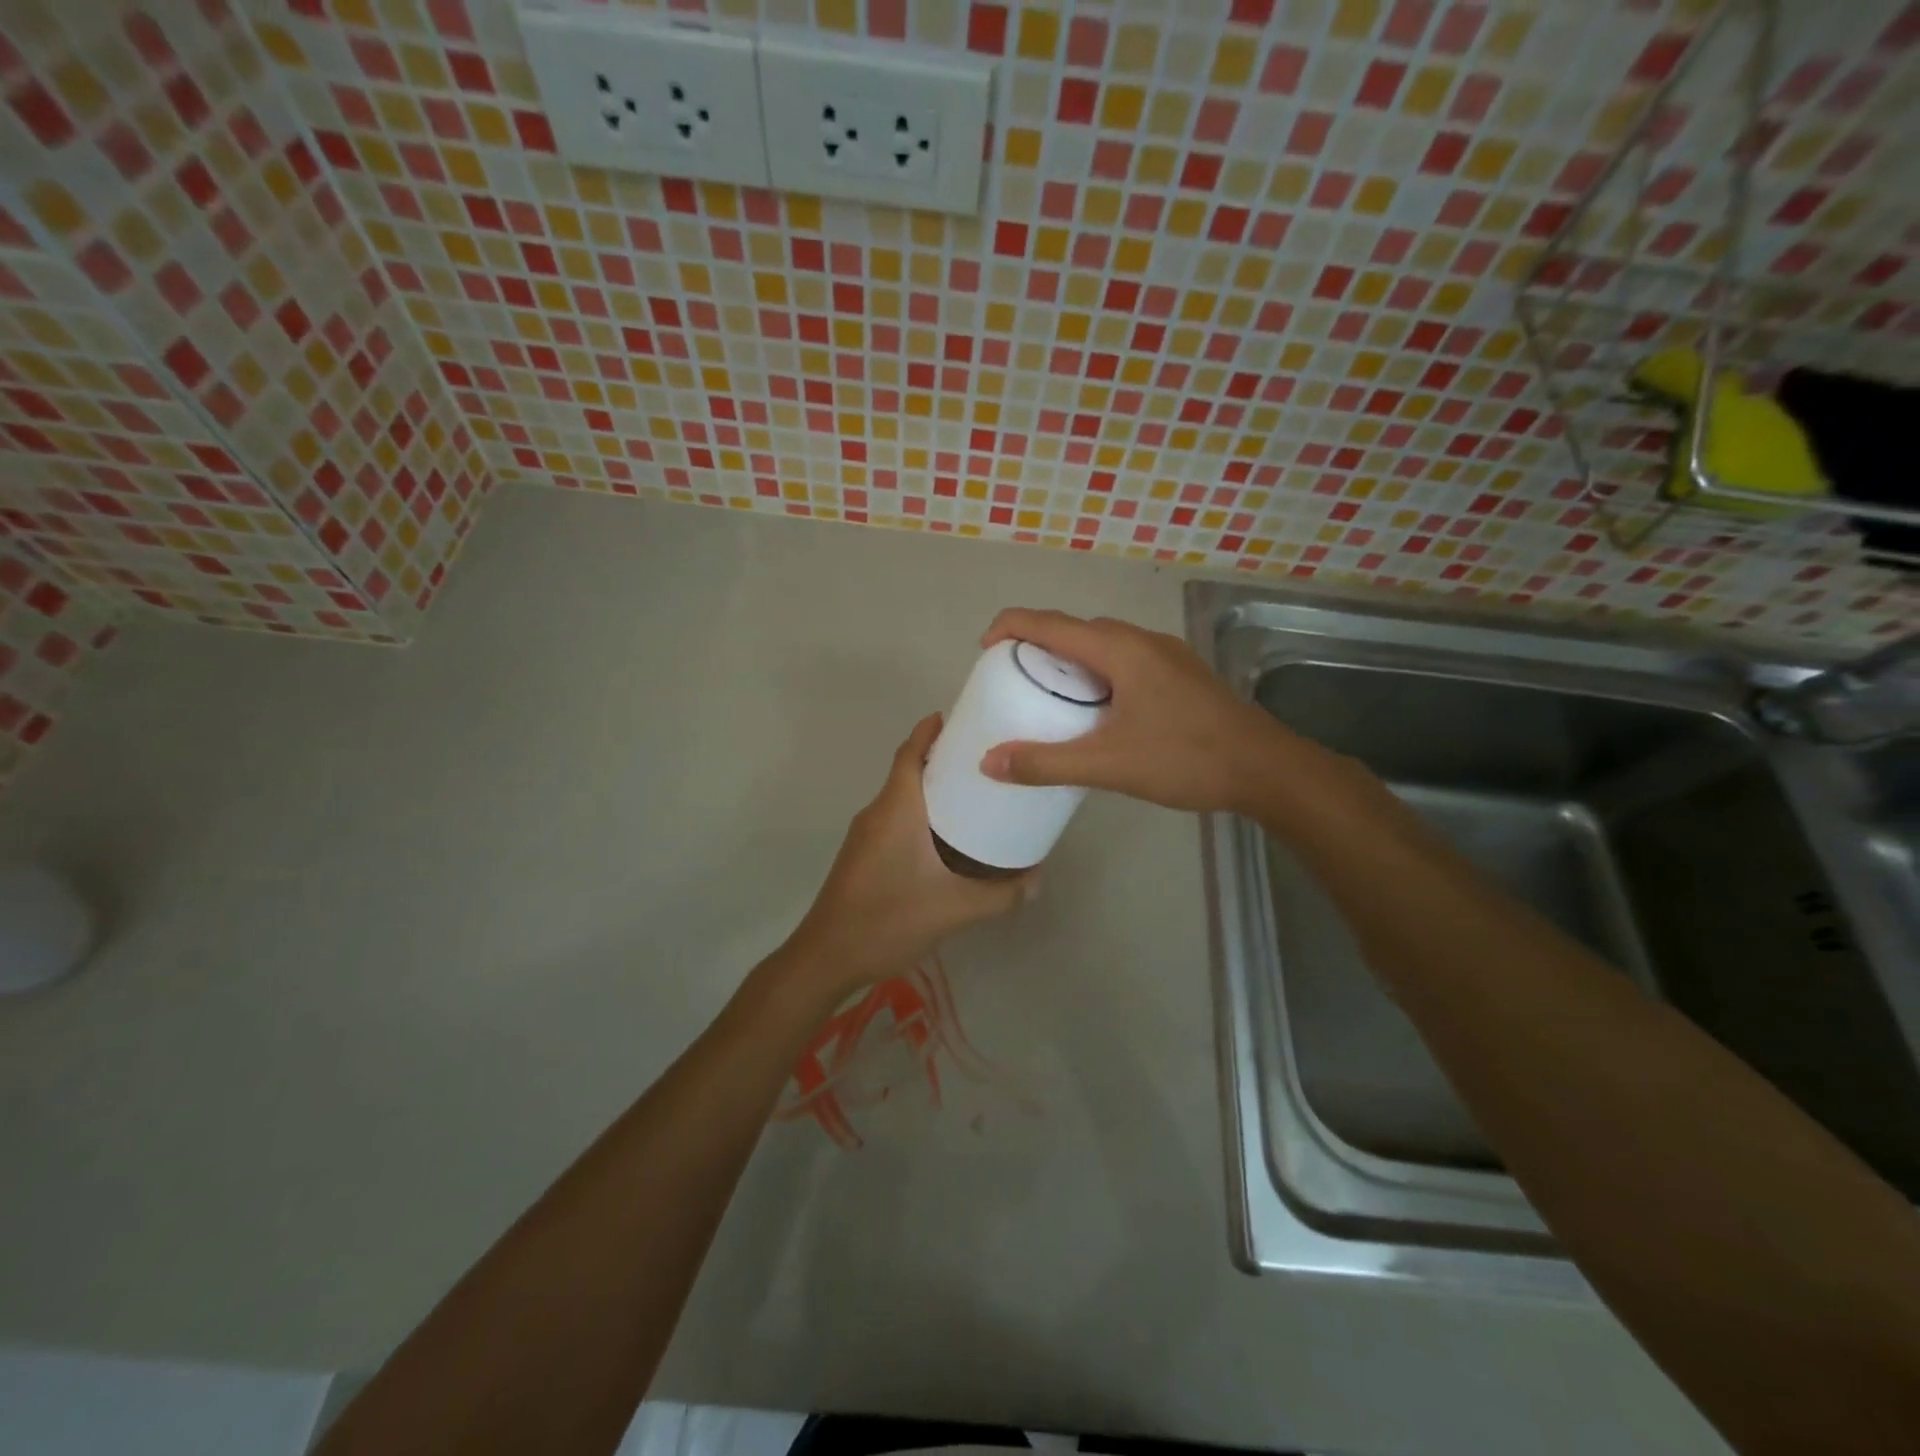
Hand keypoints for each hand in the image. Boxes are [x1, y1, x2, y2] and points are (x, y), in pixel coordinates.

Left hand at [786, 713, 1033, 996]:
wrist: (826, 957)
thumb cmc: (887, 919)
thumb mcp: (953, 908)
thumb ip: (1000, 895)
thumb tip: (1037, 880)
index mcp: (896, 809)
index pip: (910, 752)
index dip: (931, 730)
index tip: (962, 718)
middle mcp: (878, 813)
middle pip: (909, 770)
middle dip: (943, 760)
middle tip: (987, 761)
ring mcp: (866, 835)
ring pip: (903, 798)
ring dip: (934, 791)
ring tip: (977, 796)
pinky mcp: (864, 856)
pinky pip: (897, 821)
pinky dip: (923, 816)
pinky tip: (950, 840)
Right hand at [976, 608, 1299, 815]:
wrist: (1267, 769)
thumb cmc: (1186, 758)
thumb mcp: (1108, 764)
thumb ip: (1046, 763)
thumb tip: (988, 762)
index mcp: (1120, 650)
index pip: (1050, 623)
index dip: (1010, 627)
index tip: (984, 649)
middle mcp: (1142, 641)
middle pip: (1077, 629)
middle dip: (1039, 644)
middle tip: (1014, 677)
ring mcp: (1167, 655)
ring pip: (1105, 644)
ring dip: (1072, 658)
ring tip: (1051, 692)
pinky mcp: (1182, 675)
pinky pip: (1126, 660)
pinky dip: (1098, 673)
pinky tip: (1099, 709)